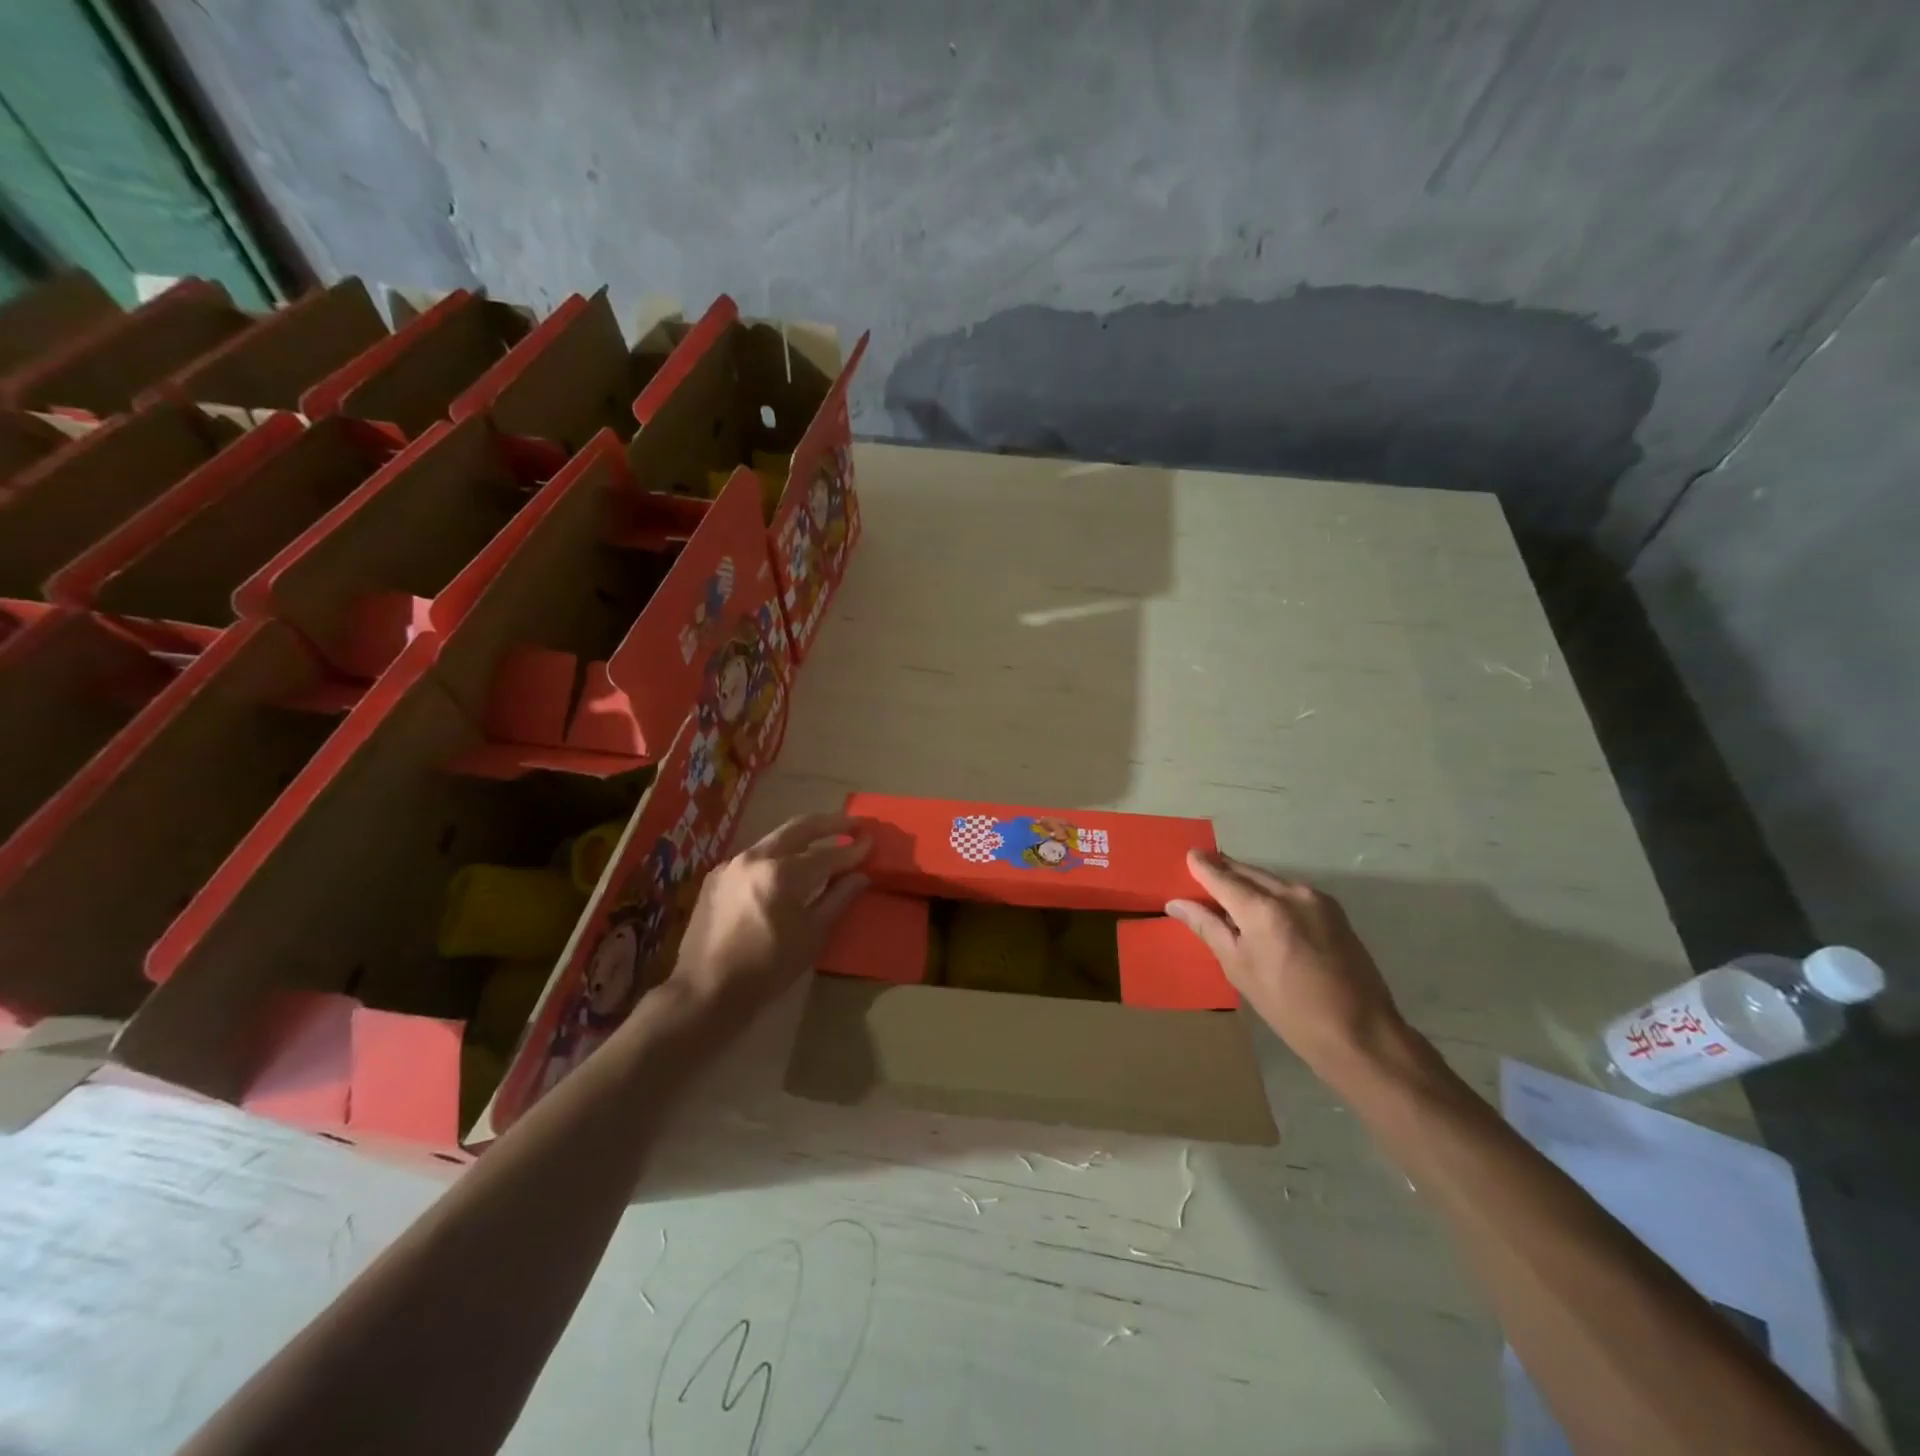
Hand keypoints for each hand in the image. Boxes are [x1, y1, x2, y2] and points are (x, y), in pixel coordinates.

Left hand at [668, 813, 869, 1020]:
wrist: (705, 992)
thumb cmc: (766, 969)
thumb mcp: (811, 936)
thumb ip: (837, 899)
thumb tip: (860, 876)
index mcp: (781, 873)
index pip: (827, 855)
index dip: (852, 850)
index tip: (871, 841)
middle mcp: (755, 858)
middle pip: (799, 828)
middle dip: (829, 823)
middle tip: (853, 823)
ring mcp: (732, 864)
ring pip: (775, 840)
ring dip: (802, 838)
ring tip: (825, 842)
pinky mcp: (717, 877)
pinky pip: (755, 857)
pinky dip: (778, 856)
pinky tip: (788, 868)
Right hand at [1167, 851, 1409, 1079]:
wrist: (1360, 1032)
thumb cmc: (1289, 1007)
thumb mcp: (1239, 969)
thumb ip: (1208, 928)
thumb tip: (1176, 904)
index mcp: (1262, 909)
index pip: (1222, 876)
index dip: (1202, 866)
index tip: (1189, 856)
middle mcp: (1290, 892)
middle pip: (1247, 872)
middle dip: (1224, 871)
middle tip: (1202, 874)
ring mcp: (1316, 899)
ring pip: (1270, 880)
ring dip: (1248, 883)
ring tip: (1229, 896)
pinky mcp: (1333, 909)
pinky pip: (1291, 891)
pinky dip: (1271, 894)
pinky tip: (1263, 911)